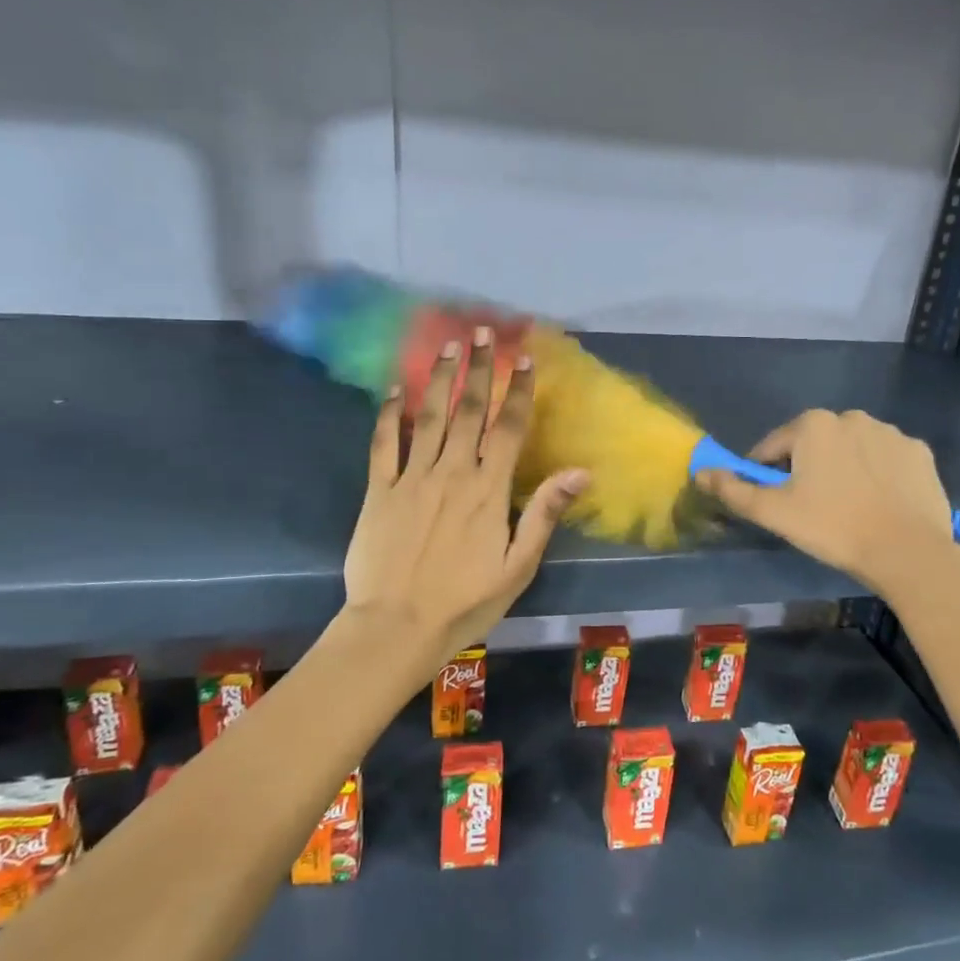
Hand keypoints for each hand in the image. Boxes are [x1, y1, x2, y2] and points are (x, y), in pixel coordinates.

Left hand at [343, 326, 587, 673]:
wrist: (396, 627)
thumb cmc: (465, 602)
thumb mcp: (518, 566)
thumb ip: (545, 513)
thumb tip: (582, 472)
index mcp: (488, 490)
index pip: (509, 428)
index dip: (519, 391)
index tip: (525, 359)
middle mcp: (451, 472)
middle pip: (469, 410)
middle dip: (479, 368)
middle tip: (483, 333)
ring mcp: (410, 478)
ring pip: (428, 416)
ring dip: (439, 378)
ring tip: (447, 346)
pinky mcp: (377, 491)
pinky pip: (383, 444)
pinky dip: (387, 415)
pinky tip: (393, 390)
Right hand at [694, 409, 956, 596]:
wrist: (907, 551)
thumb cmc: (832, 527)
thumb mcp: (774, 512)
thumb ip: (734, 490)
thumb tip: (700, 472)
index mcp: (813, 424)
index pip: (772, 447)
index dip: (765, 474)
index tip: (772, 502)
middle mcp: (851, 416)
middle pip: (813, 444)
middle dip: (806, 469)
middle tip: (809, 509)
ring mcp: (890, 432)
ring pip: (850, 449)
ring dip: (841, 469)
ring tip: (846, 508)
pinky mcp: (919, 452)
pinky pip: (885, 459)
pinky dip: (877, 475)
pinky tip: (878, 503)